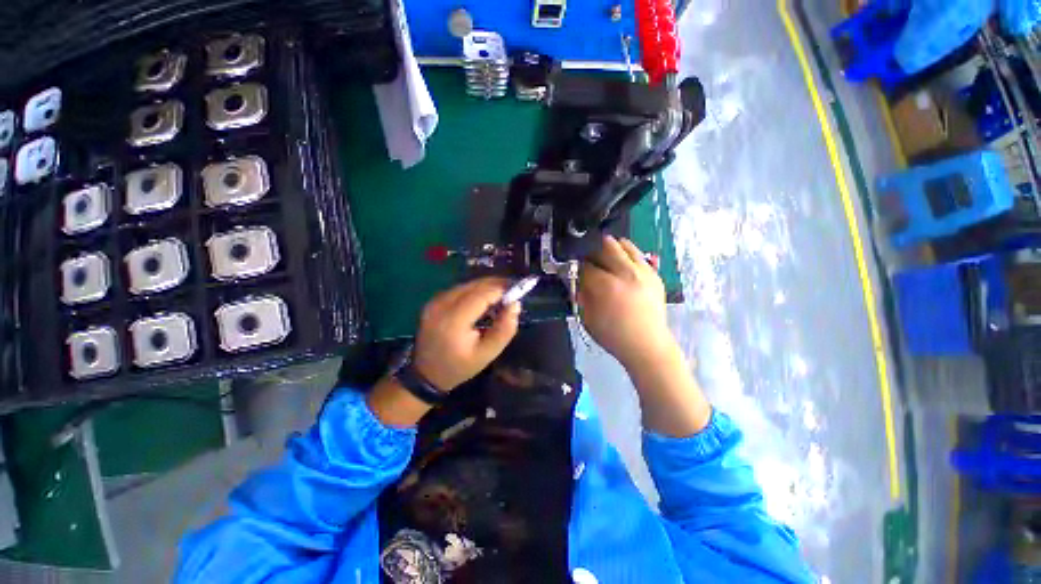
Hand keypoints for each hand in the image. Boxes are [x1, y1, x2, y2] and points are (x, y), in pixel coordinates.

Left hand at [412, 277, 520, 390]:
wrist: (426, 374)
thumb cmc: (459, 367)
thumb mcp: (487, 354)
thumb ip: (504, 329)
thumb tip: (515, 304)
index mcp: (453, 320)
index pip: (481, 295)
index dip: (501, 290)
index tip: (518, 291)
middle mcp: (441, 305)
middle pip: (473, 286)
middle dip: (495, 284)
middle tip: (513, 289)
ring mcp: (434, 302)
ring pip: (466, 285)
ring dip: (485, 287)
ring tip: (501, 295)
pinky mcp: (433, 302)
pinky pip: (458, 289)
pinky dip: (474, 290)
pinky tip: (484, 299)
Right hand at [579, 236, 675, 372]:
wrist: (647, 345)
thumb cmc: (613, 335)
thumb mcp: (588, 318)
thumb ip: (582, 294)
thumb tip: (578, 279)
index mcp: (607, 286)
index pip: (586, 265)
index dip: (577, 267)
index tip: (575, 271)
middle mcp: (627, 272)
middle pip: (606, 245)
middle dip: (594, 251)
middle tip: (590, 262)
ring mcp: (644, 271)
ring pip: (625, 244)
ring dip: (612, 248)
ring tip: (607, 260)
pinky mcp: (654, 274)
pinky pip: (638, 255)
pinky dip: (627, 256)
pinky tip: (623, 269)